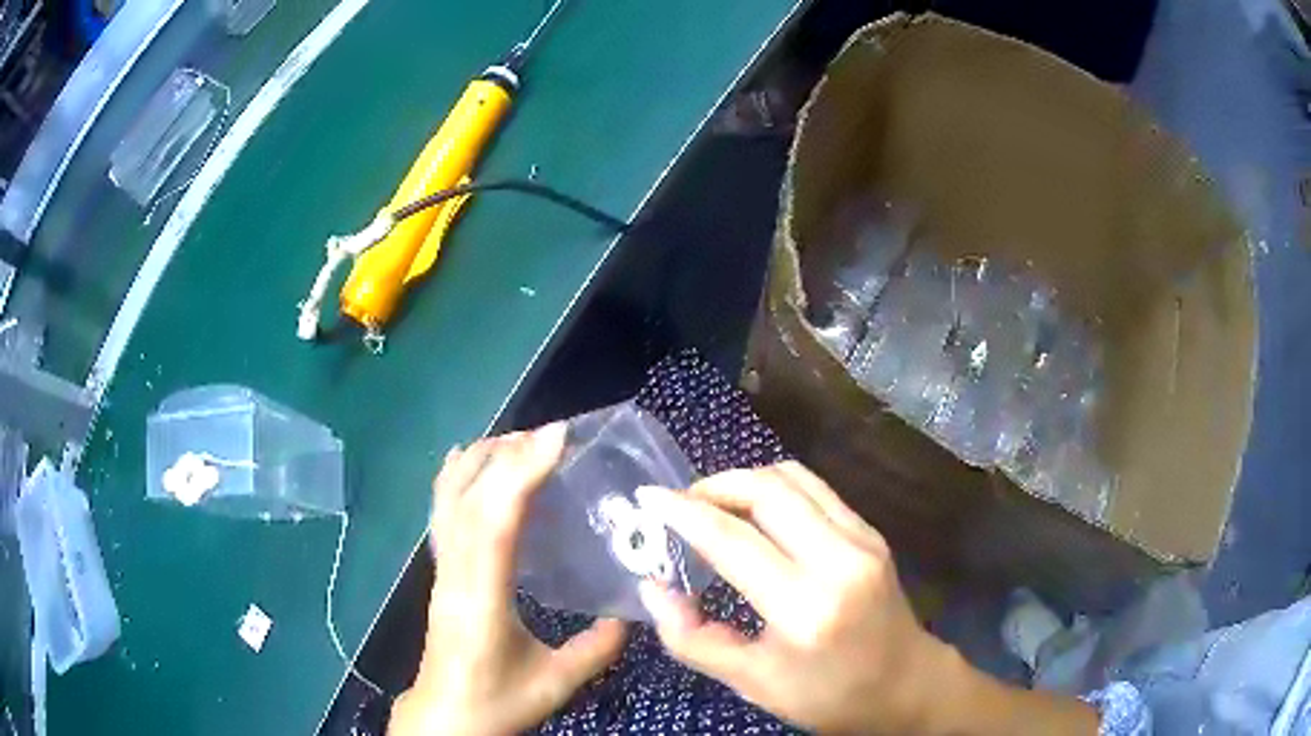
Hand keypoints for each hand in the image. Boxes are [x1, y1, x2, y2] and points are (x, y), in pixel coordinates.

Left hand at [390, 425, 626, 735]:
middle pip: (469, 500)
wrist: (445, 716)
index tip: (554, 438)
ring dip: (479, 461)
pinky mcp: (440, 572)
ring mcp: (441, 571)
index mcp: (482, 600)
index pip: (495, 525)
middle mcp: (455, 575)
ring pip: (449, 501)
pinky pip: (442, 514)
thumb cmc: (497, 701)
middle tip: (548, 435)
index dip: (521, 475)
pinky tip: (466, 459)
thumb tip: (631, 614)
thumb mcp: (556, 683)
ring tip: (516, 439)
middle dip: (506, 456)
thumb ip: (596, 649)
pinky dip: (453, 477)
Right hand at [636, 462, 1097, 735]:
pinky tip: (756, 515)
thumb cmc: (828, 696)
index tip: (647, 498)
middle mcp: (838, 559)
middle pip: (767, 489)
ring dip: (744, 481)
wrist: (906, 684)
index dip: (683, 512)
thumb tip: (653, 588)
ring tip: (713, 506)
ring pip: (793, 478)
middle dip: (714, 485)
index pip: (733, 540)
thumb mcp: (752, 683)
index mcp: (804, 608)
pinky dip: (775, 489)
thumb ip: (693, 638)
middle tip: (681, 505)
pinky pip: (815, 490)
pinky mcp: (871, 532)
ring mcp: (862, 539)